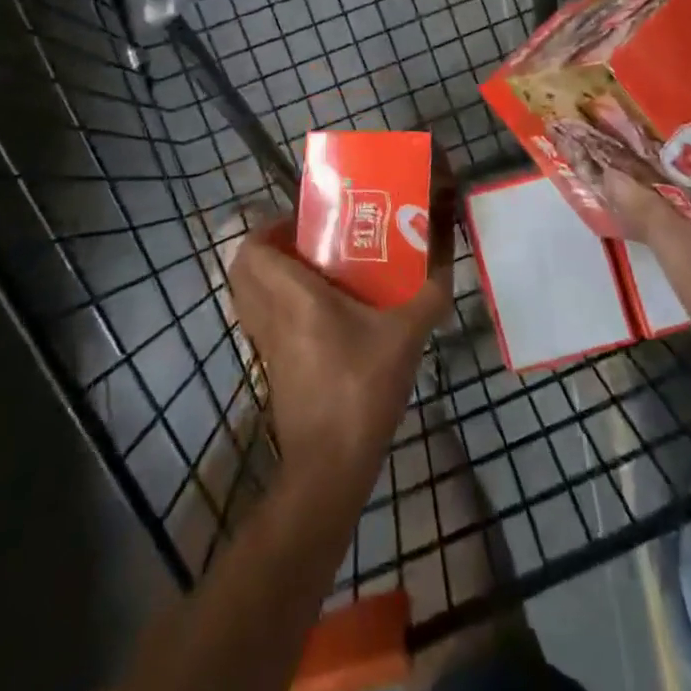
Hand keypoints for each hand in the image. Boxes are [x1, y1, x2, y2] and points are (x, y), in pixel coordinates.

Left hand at [228, 222, 449, 491]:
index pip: (252, 248)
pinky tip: (322, 312)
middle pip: (243, 268)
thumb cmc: (361, 389)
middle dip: (270, 247)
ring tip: (316, 270)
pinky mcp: (272, 367)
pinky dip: (278, 305)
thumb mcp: (406, 336)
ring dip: (272, 275)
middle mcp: (270, 314)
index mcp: (293, 296)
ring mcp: (265, 344)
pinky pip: (262, 319)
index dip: (270, 227)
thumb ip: (430, 293)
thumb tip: (446, 258)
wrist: (330, 467)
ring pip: (249, 294)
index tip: (307, 223)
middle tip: (312, 242)